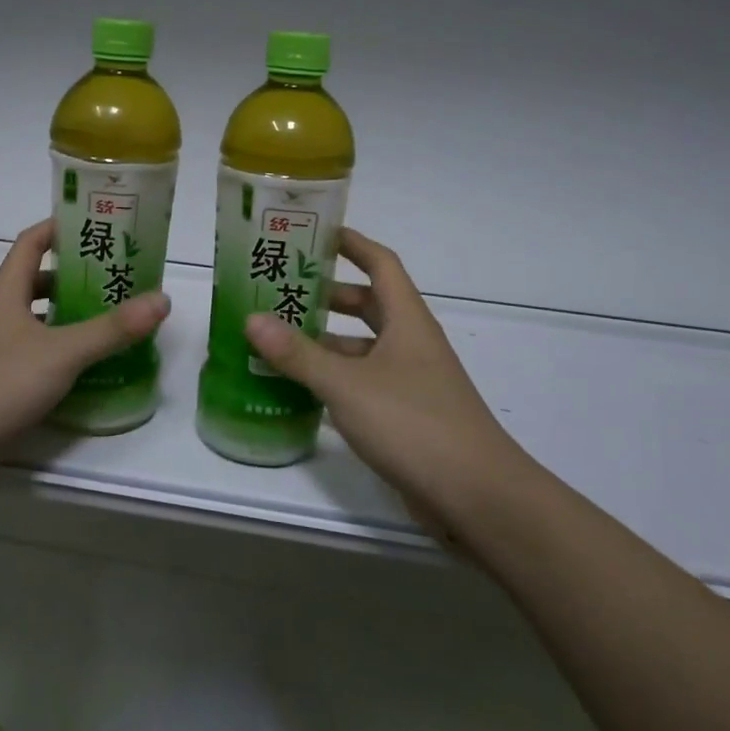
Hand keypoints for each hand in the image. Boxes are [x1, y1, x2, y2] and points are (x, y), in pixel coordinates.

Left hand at [0, 220, 170, 490]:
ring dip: (71, 315)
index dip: (60, 226)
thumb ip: (112, 328)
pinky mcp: (1, 382)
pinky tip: (91, 365)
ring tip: (114, 318)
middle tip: (119, 277)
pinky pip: (39, 354)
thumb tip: (162, 299)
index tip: (96, 223)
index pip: (31, 242)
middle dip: (76, 275)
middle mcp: (0, 314)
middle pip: (38, 280)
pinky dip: (64, 351)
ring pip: (40, 319)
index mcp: (7, 292)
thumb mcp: (62, 351)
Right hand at [245, 229, 528, 526]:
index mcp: (407, 320)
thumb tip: (252, 319)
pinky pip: (364, 384)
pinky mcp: (407, 416)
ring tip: (278, 341)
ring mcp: (412, 382)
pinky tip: (301, 391)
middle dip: (327, 296)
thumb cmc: (414, 424)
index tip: (315, 233)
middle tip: (281, 292)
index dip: (352, 244)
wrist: (477, 497)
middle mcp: (411, 344)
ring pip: (363, 348)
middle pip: (368, 305)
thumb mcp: (347, 384)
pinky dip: (335, 380)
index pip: (380, 264)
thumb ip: (298, 354)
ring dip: (327, 342)